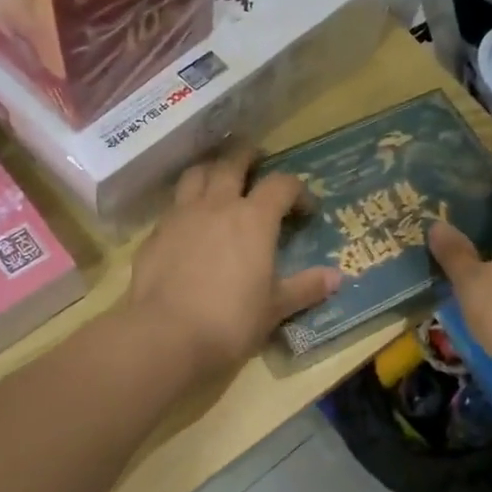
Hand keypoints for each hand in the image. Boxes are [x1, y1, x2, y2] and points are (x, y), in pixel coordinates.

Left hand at [127, 146, 341, 378]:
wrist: (165, 334)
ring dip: (211, 170)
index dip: (297, 191)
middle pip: (232, 163)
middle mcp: (217, 205)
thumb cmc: (230, 321)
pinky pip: (173, 205)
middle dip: (248, 157)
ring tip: (219, 179)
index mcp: (254, 218)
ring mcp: (181, 216)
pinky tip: (190, 223)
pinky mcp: (154, 234)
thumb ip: (305, 288)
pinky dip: (186, 204)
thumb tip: (336, 277)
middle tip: (257, 160)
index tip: (305, 209)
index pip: (282, 184)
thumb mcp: (275, 308)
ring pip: (196, 174)